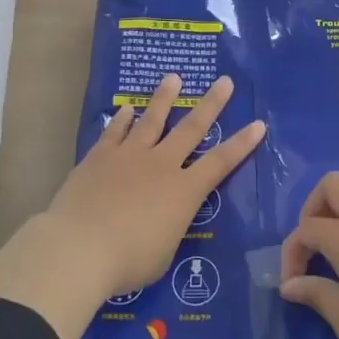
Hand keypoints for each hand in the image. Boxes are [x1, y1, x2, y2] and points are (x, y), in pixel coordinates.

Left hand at [42, 73, 264, 299]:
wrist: (80, 247)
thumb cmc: (128, 261)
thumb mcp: (163, 253)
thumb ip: (168, 229)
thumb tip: (162, 221)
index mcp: (184, 191)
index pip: (221, 162)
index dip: (242, 143)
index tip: (258, 123)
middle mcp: (161, 165)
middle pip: (191, 129)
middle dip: (211, 104)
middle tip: (224, 81)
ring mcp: (129, 156)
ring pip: (152, 120)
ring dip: (164, 98)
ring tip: (173, 77)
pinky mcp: (99, 157)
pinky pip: (115, 131)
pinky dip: (122, 119)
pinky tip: (127, 108)